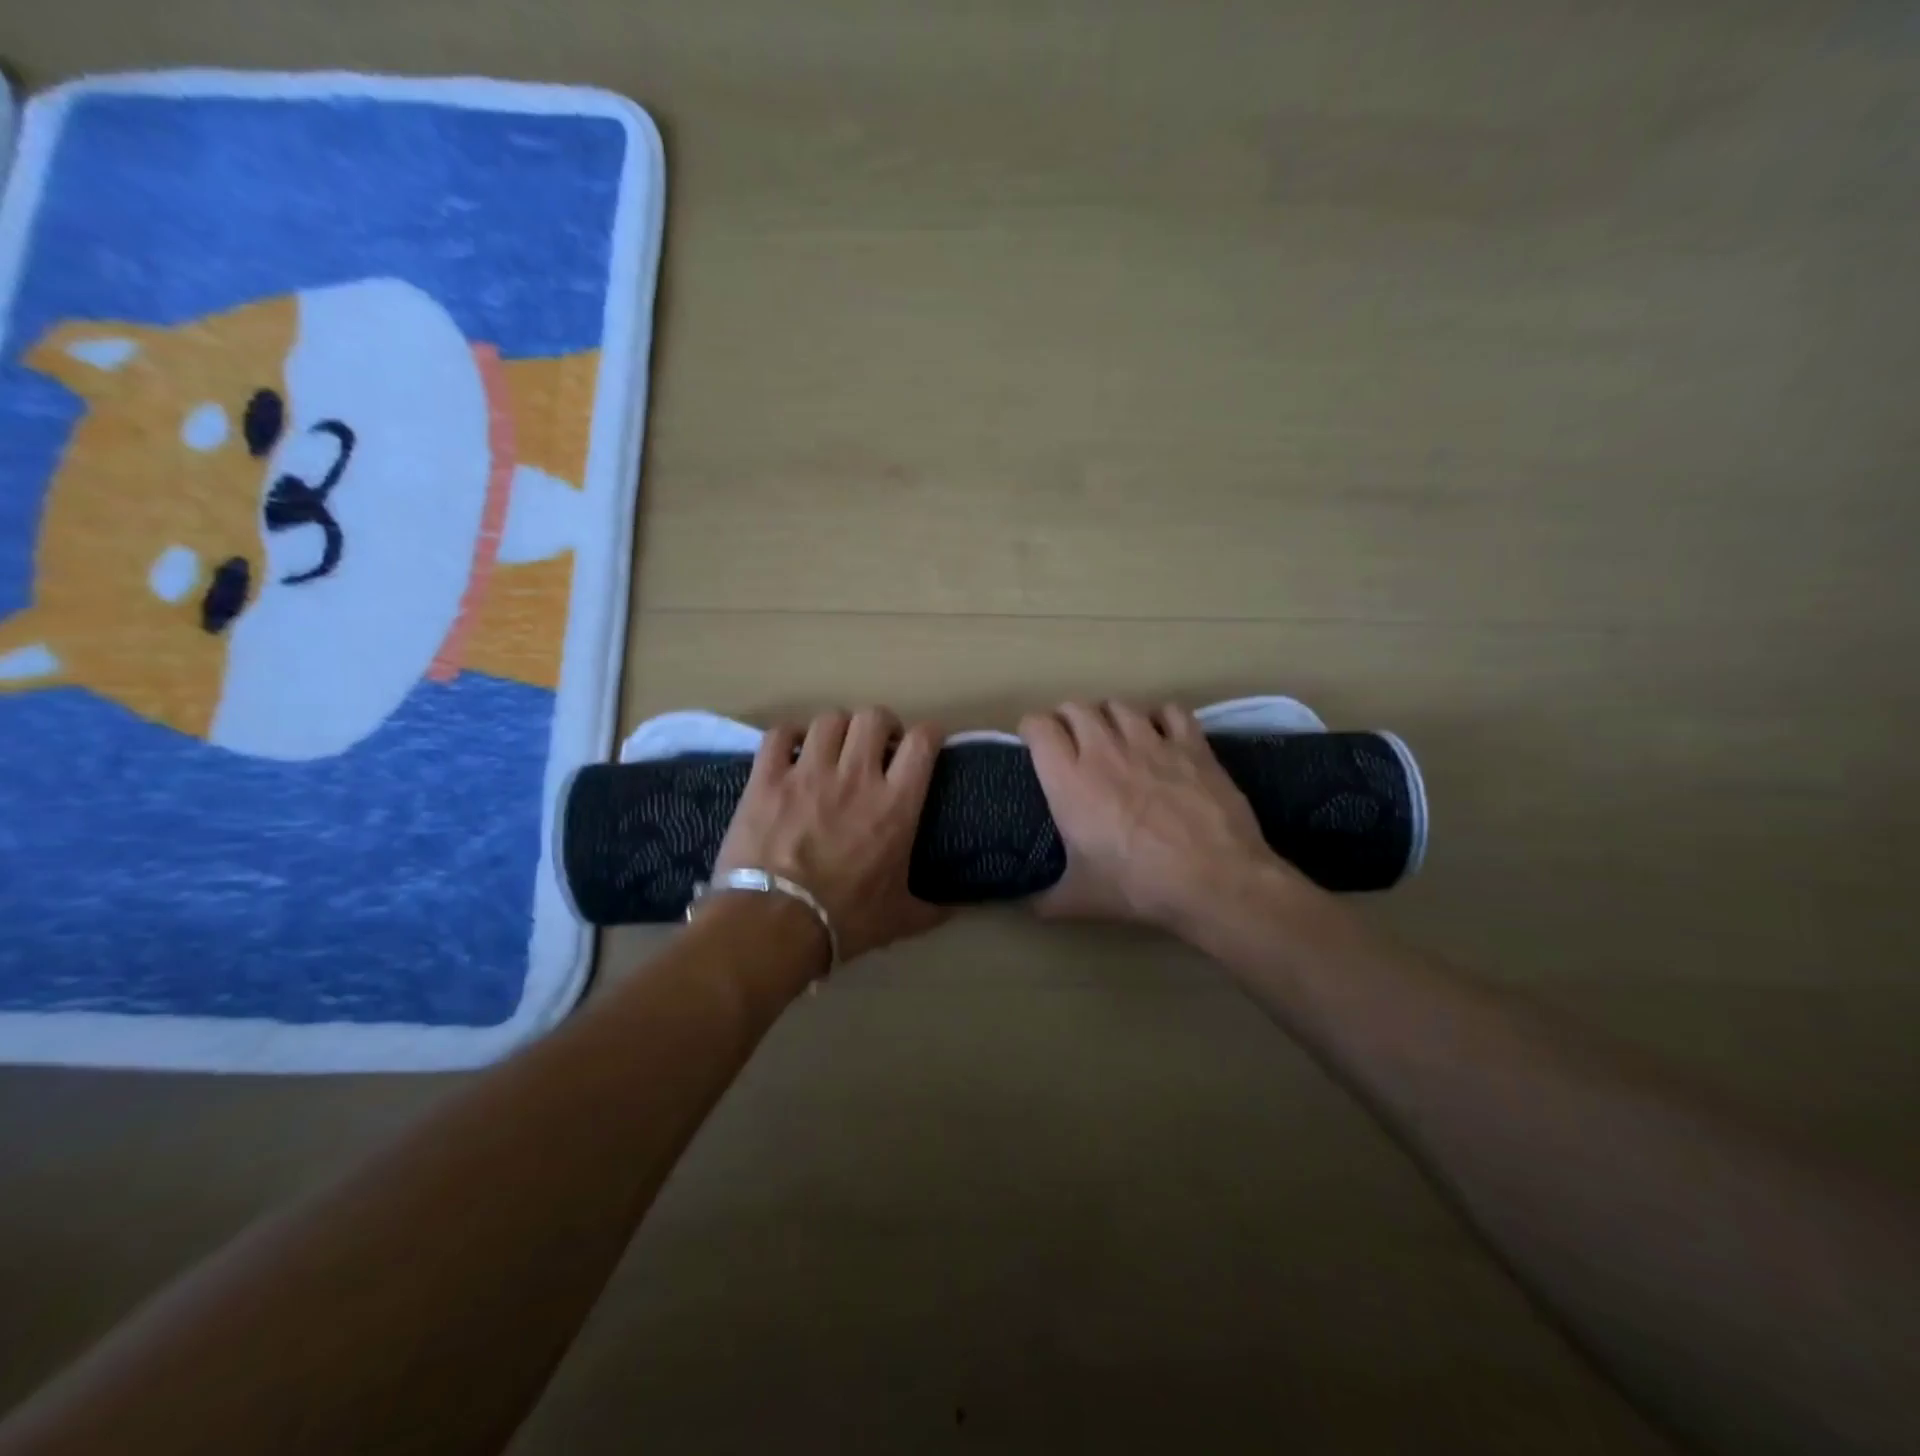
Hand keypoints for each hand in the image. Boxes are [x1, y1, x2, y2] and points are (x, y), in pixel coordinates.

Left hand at [711, 708, 947, 964]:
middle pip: (874, 717)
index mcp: (895, 805)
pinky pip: (779, 735)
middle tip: (878, 745)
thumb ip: (929, 911)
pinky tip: (791, 751)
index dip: (929, 734)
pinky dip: (788, 737)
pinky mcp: (767, 779)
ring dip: (837, 729)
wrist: (773, 925)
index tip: (927, 743)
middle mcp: (856, 776)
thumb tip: (954, 911)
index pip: (923, 743)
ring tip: (835, 747)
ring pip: (829, 720)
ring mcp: (808, 773)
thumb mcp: (897, 919)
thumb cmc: (843, 920)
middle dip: (881, 725)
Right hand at [1020, 701, 1293, 932]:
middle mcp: (1105, 750)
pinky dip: (1161, 718)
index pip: (1038, 726)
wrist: (1214, 880)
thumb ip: (1045, 900)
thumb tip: (1026, 907)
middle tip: (1072, 742)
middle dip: (1068, 720)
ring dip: (1110, 717)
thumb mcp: (1080, 900)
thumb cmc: (1139, 887)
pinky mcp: (1191, 744)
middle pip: (1076, 707)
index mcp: (1069, 780)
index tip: (1034, 744)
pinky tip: (1162, 737)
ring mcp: (1151, 742)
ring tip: (1115, 738)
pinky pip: (1170, 710)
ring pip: (1119, 705)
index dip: (1032, 730)